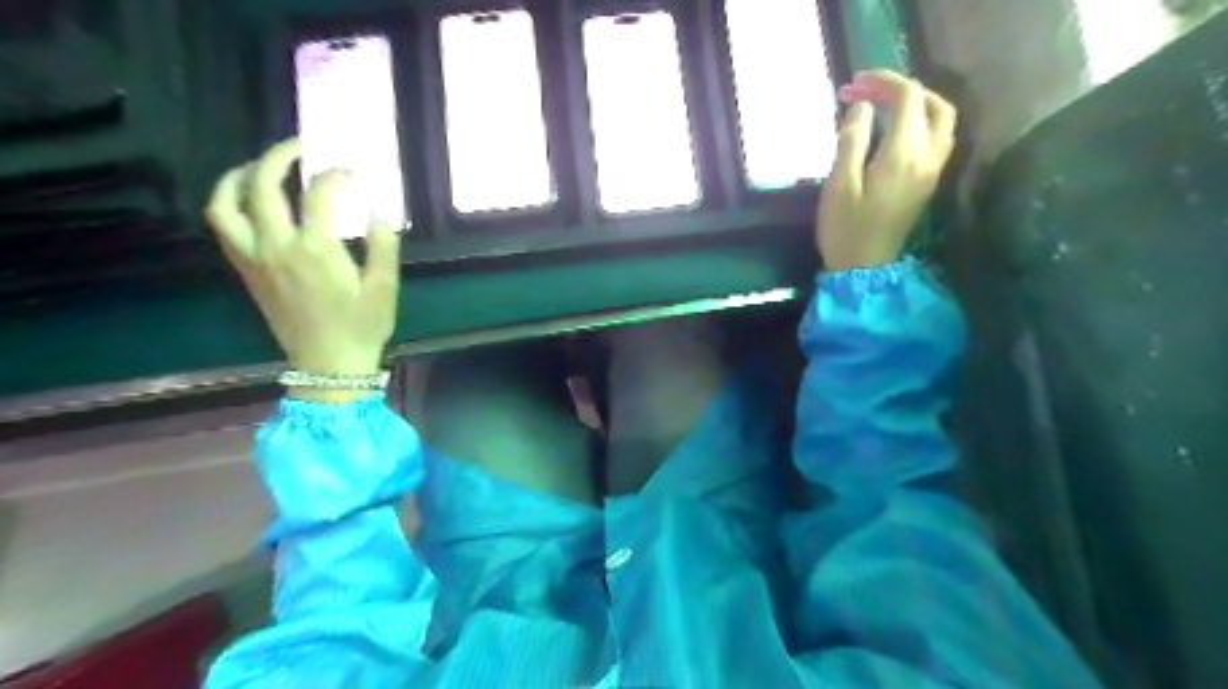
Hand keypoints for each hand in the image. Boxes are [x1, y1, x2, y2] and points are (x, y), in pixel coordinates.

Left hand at [204, 137, 402, 399]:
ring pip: (227, 203)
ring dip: (240, 176)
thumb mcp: (384, 288)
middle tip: (301, 147)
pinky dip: (230, 203)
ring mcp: (255, 259)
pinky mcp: (247, 271)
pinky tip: (250, 201)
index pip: (320, 194)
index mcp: (317, 250)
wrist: (328, 365)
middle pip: (264, 186)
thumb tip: (378, 211)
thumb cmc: (362, 327)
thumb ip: (383, 246)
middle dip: (280, 157)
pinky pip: (224, 227)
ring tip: (261, 167)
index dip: (336, 175)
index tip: (352, 171)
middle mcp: (277, 247)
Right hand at [813, 69, 958, 270]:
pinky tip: (895, 128)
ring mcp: (933, 170)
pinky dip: (921, 121)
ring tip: (883, 104)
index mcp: (904, 154)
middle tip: (867, 92)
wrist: (864, 268)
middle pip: (931, 103)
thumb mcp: (839, 184)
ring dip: (916, 103)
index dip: (882, 82)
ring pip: (941, 119)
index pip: (908, 97)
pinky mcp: (929, 181)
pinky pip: (938, 137)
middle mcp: (928, 157)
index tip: (853, 84)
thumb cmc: (845, 229)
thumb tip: (862, 107)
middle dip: (900, 89)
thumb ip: (852, 141)